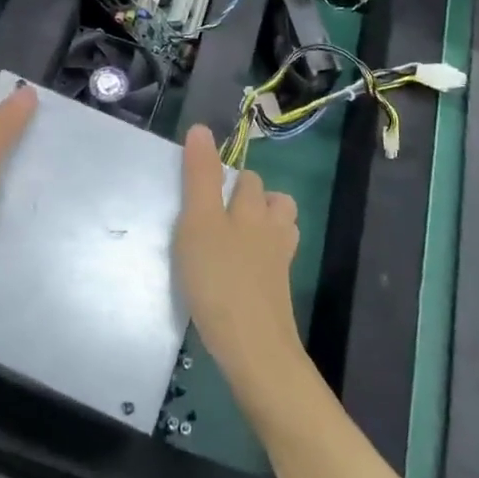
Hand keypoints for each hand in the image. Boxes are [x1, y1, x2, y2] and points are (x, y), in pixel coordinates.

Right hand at [174, 125, 302, 403]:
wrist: (253, 348)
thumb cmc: (220, 279)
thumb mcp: (199, 222)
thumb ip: (200, 177)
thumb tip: (201, 129)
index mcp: (253, 209)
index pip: (247, 178)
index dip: (228, 176)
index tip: (203, 185)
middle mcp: (272, 231)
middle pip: (272, 201)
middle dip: (252, 197)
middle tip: (216, 210)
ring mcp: (279, 265)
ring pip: (279, 230)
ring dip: (263, 226)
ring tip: (233, 236)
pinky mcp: (277, 294)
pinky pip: (274, 263)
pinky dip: (261, 259)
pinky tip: (239, 272)